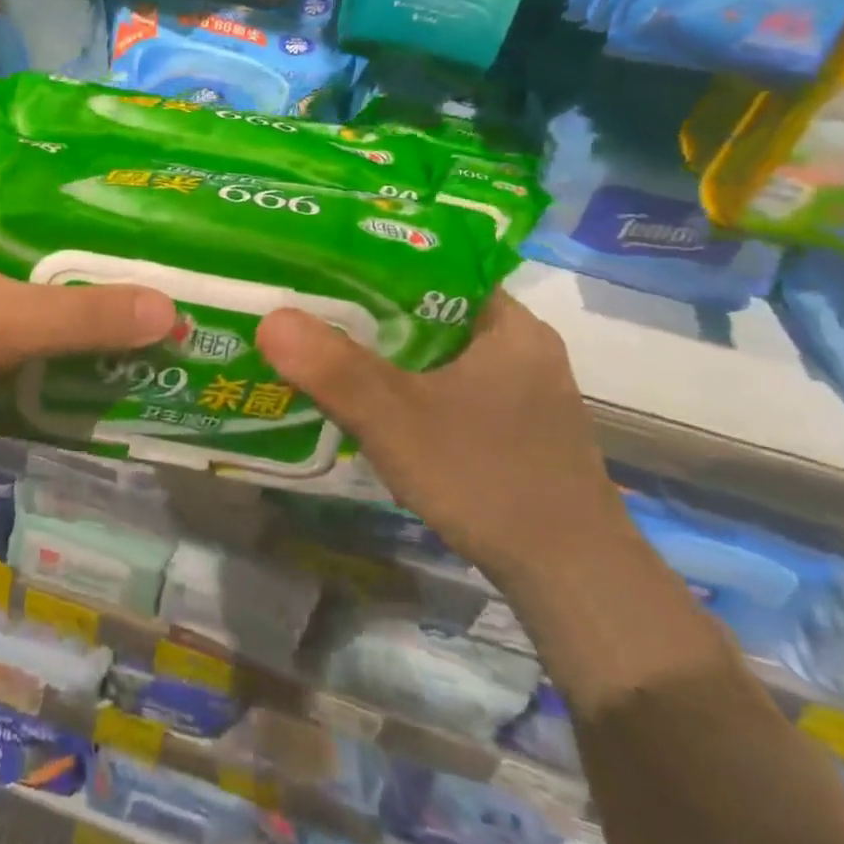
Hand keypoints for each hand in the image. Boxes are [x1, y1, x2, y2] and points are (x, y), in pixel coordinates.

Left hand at [0, 145, 176, 457]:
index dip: (77, 163)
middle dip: (63, 224)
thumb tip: (172, 312)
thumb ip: (84, 318)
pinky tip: (27, 320)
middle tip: (127, 247)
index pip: (19, 142)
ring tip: (92, 284)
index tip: (130, 190)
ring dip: (30, 263)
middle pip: (7, 196)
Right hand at [256, 292, 629, 592]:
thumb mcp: (398, 421)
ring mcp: (522, 392)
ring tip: (327, 351)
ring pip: (438, 354)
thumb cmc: (488, 480)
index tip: (322, 269)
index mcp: (508, 324)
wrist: (572, 579)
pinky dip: (410, 389)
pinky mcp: (514, 430)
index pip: (435, 266)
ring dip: (388, 355)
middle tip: (310, 311)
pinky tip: (374, 406)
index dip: (376, 264)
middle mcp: (521, 348)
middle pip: (431, 312)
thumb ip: (334, 370)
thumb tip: (270, 319)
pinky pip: (448, 388)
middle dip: (370, 313)